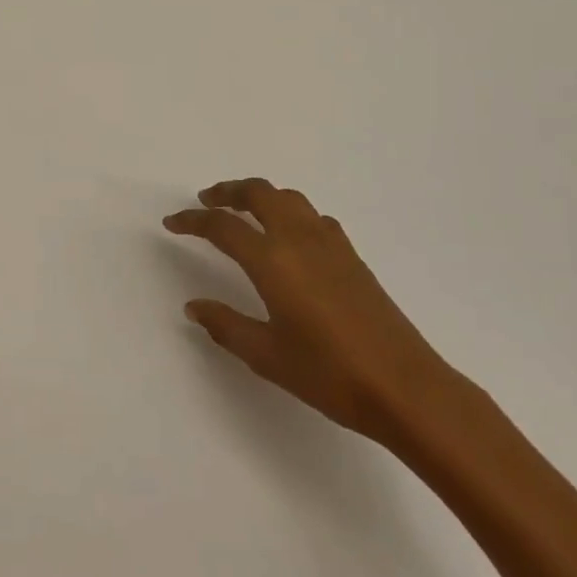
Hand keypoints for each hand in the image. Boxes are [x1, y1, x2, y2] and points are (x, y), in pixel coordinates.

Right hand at [164, 179, 467, 451]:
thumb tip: (194, 306)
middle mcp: (299, 239)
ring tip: (243, 211)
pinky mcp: (351, 255)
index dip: (193, 221)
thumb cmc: (329, 374)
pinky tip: (289, 236)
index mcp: (273, 260)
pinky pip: (312, 216)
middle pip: (259, 193)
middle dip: (228, 191)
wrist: (403, 386)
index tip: (172, 223)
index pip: (223, 226)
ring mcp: (330, 243)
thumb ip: (226, 326)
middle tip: (206, 201)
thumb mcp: (267, 356)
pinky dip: (289, 211)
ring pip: (288, 197)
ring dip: (260, 195)